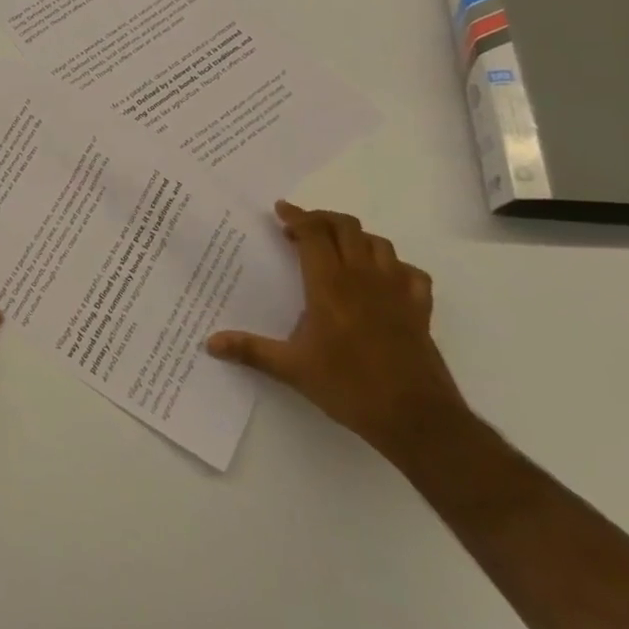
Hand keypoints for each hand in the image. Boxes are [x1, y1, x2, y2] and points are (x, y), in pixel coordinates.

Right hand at [207, 202, 467, 463]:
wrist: (417, 418)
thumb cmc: (349, 386)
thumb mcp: (292, 369)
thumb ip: (250, 350)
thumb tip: (209, 343)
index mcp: (329, 284)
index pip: (313, 232)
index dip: (296, 216)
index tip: (280, 211)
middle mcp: (363, 277)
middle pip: (346, 227)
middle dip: (322, 219)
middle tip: (301, 228)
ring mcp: (396, 290)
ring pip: (378, 243)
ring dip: (355, 237)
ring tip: (338, 249)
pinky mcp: (419, 309)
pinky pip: (411, 273)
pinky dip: (394, 266)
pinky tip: (383, 279)